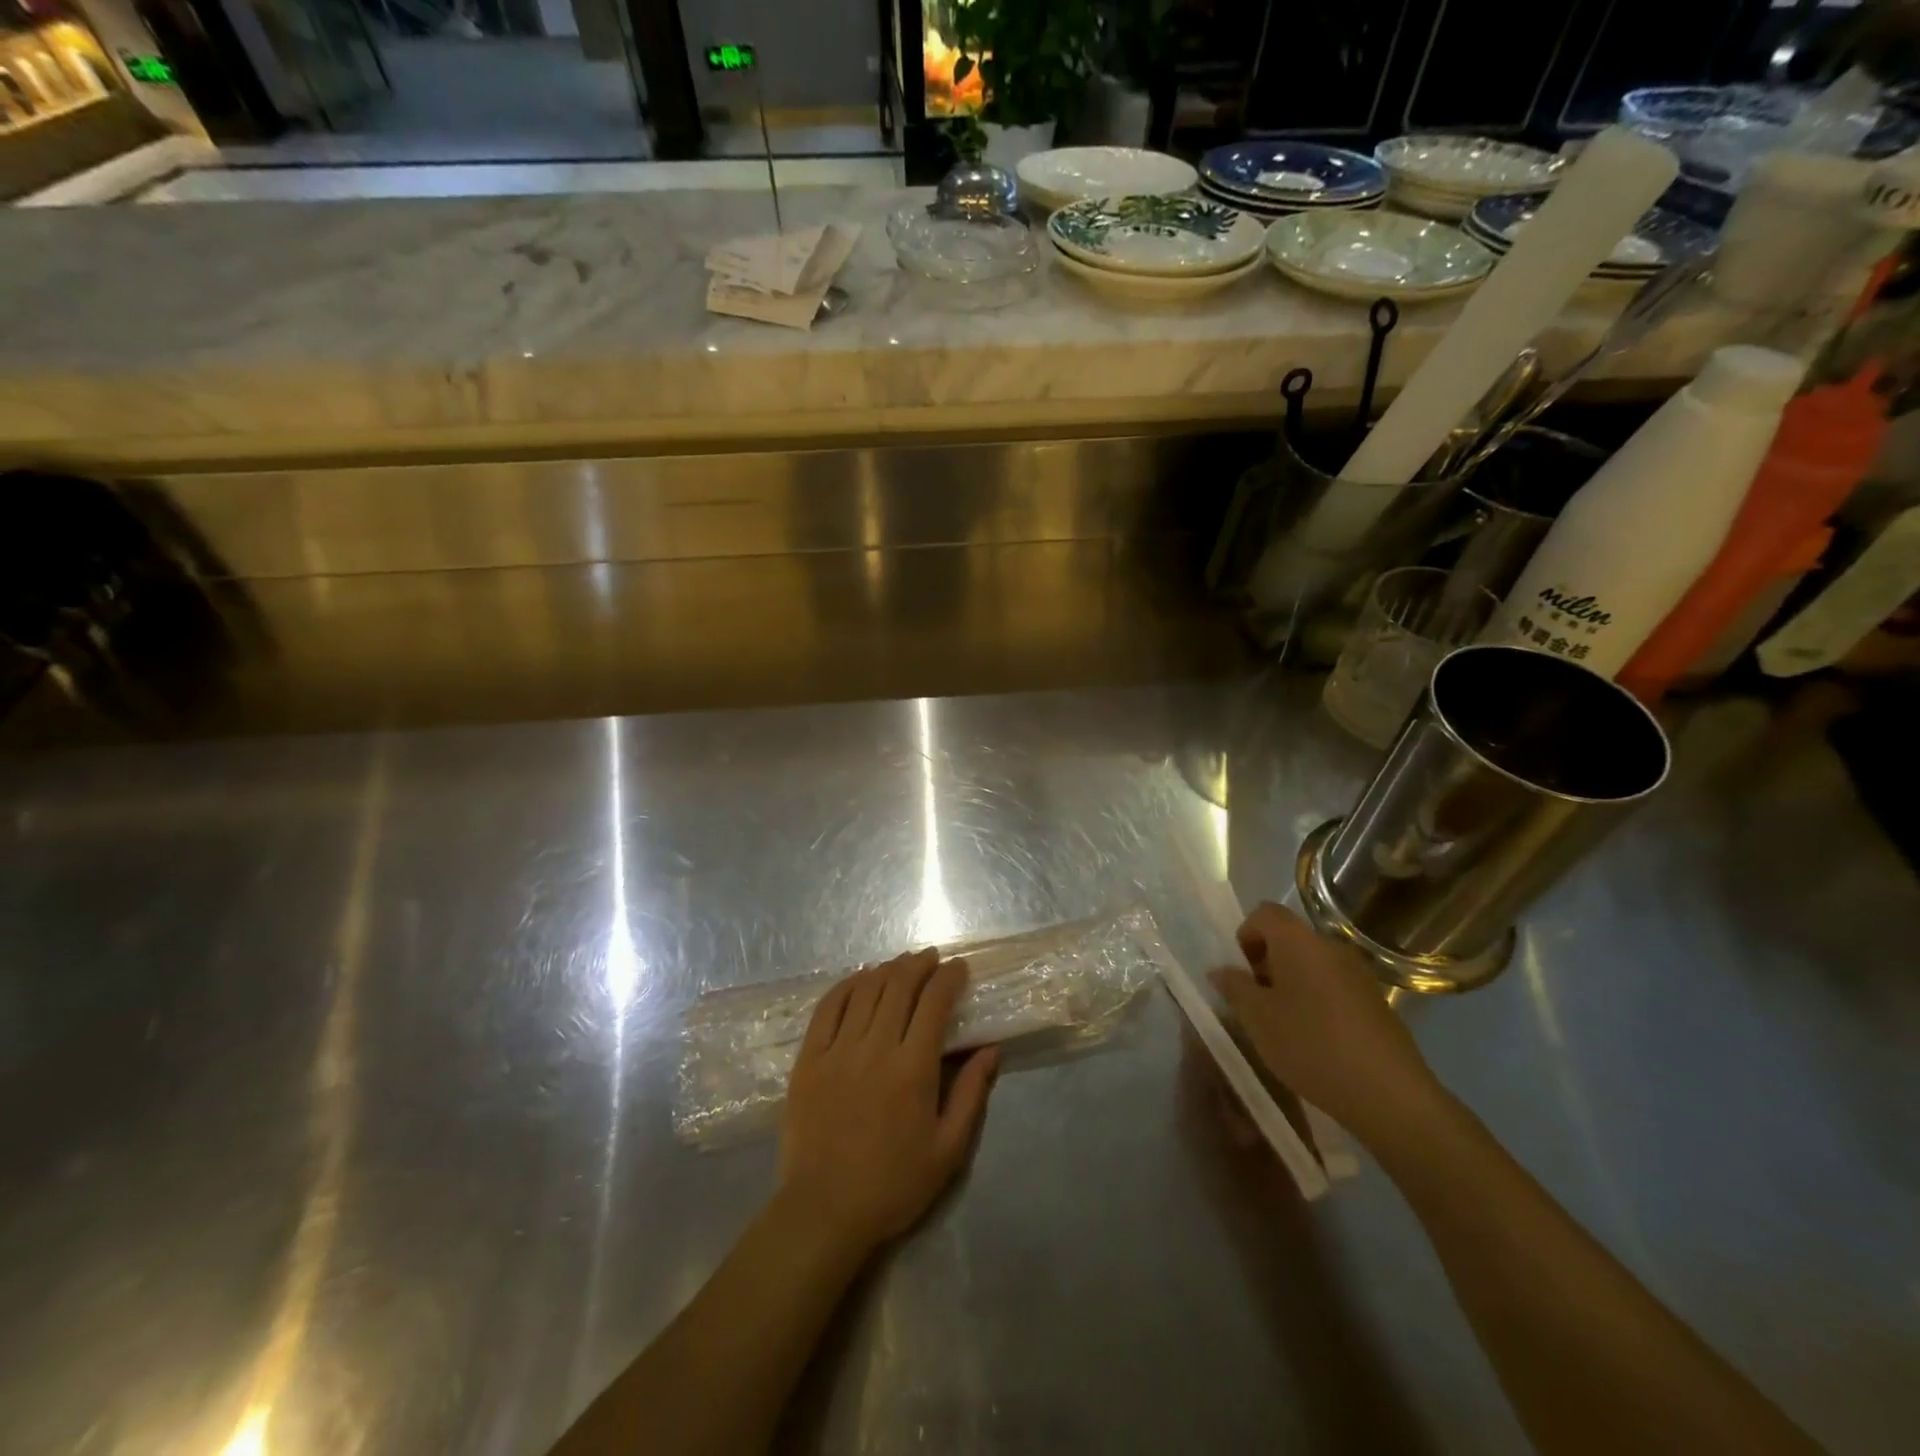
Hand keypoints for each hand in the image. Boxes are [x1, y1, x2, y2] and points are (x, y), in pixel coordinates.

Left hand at [777, 948, 998, 1257]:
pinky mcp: (809, 1058)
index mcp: (913, 1069)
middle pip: (899, 986)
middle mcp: (875, 1048)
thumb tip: (990, 1048)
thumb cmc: (893, 1184)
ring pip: (866, 990)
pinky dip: (847, 984)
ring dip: (887, 969)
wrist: (824, 1212)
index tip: (959, 968)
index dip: (949, 977)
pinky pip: (828, 1007)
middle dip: (919, 964)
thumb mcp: (948, 1150)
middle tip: (932, 958)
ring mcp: (837, 1050)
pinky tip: (860, 978)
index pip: (934, 1002)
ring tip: (902, 964)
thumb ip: (972, 1094)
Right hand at [1210, 903, 1444, 1148]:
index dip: (1245, 936)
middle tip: (1257, 1004)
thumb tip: (1221, 970)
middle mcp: (1330, 947)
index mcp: (1298, 941)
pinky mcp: (1376, 1002)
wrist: (1389, 1094)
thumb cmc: (1310, 1045)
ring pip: (1312, 965)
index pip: (1264, 913)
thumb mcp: (1257, 1018)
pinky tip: (1316, 1041)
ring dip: (1291, 985)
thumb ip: (1235, 988)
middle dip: (1266, 964)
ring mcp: (1358, 974)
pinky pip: (1334, 987)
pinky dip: (1317, 1001)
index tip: (1242, 974)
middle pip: (1289, 939)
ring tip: (1284, 1026)